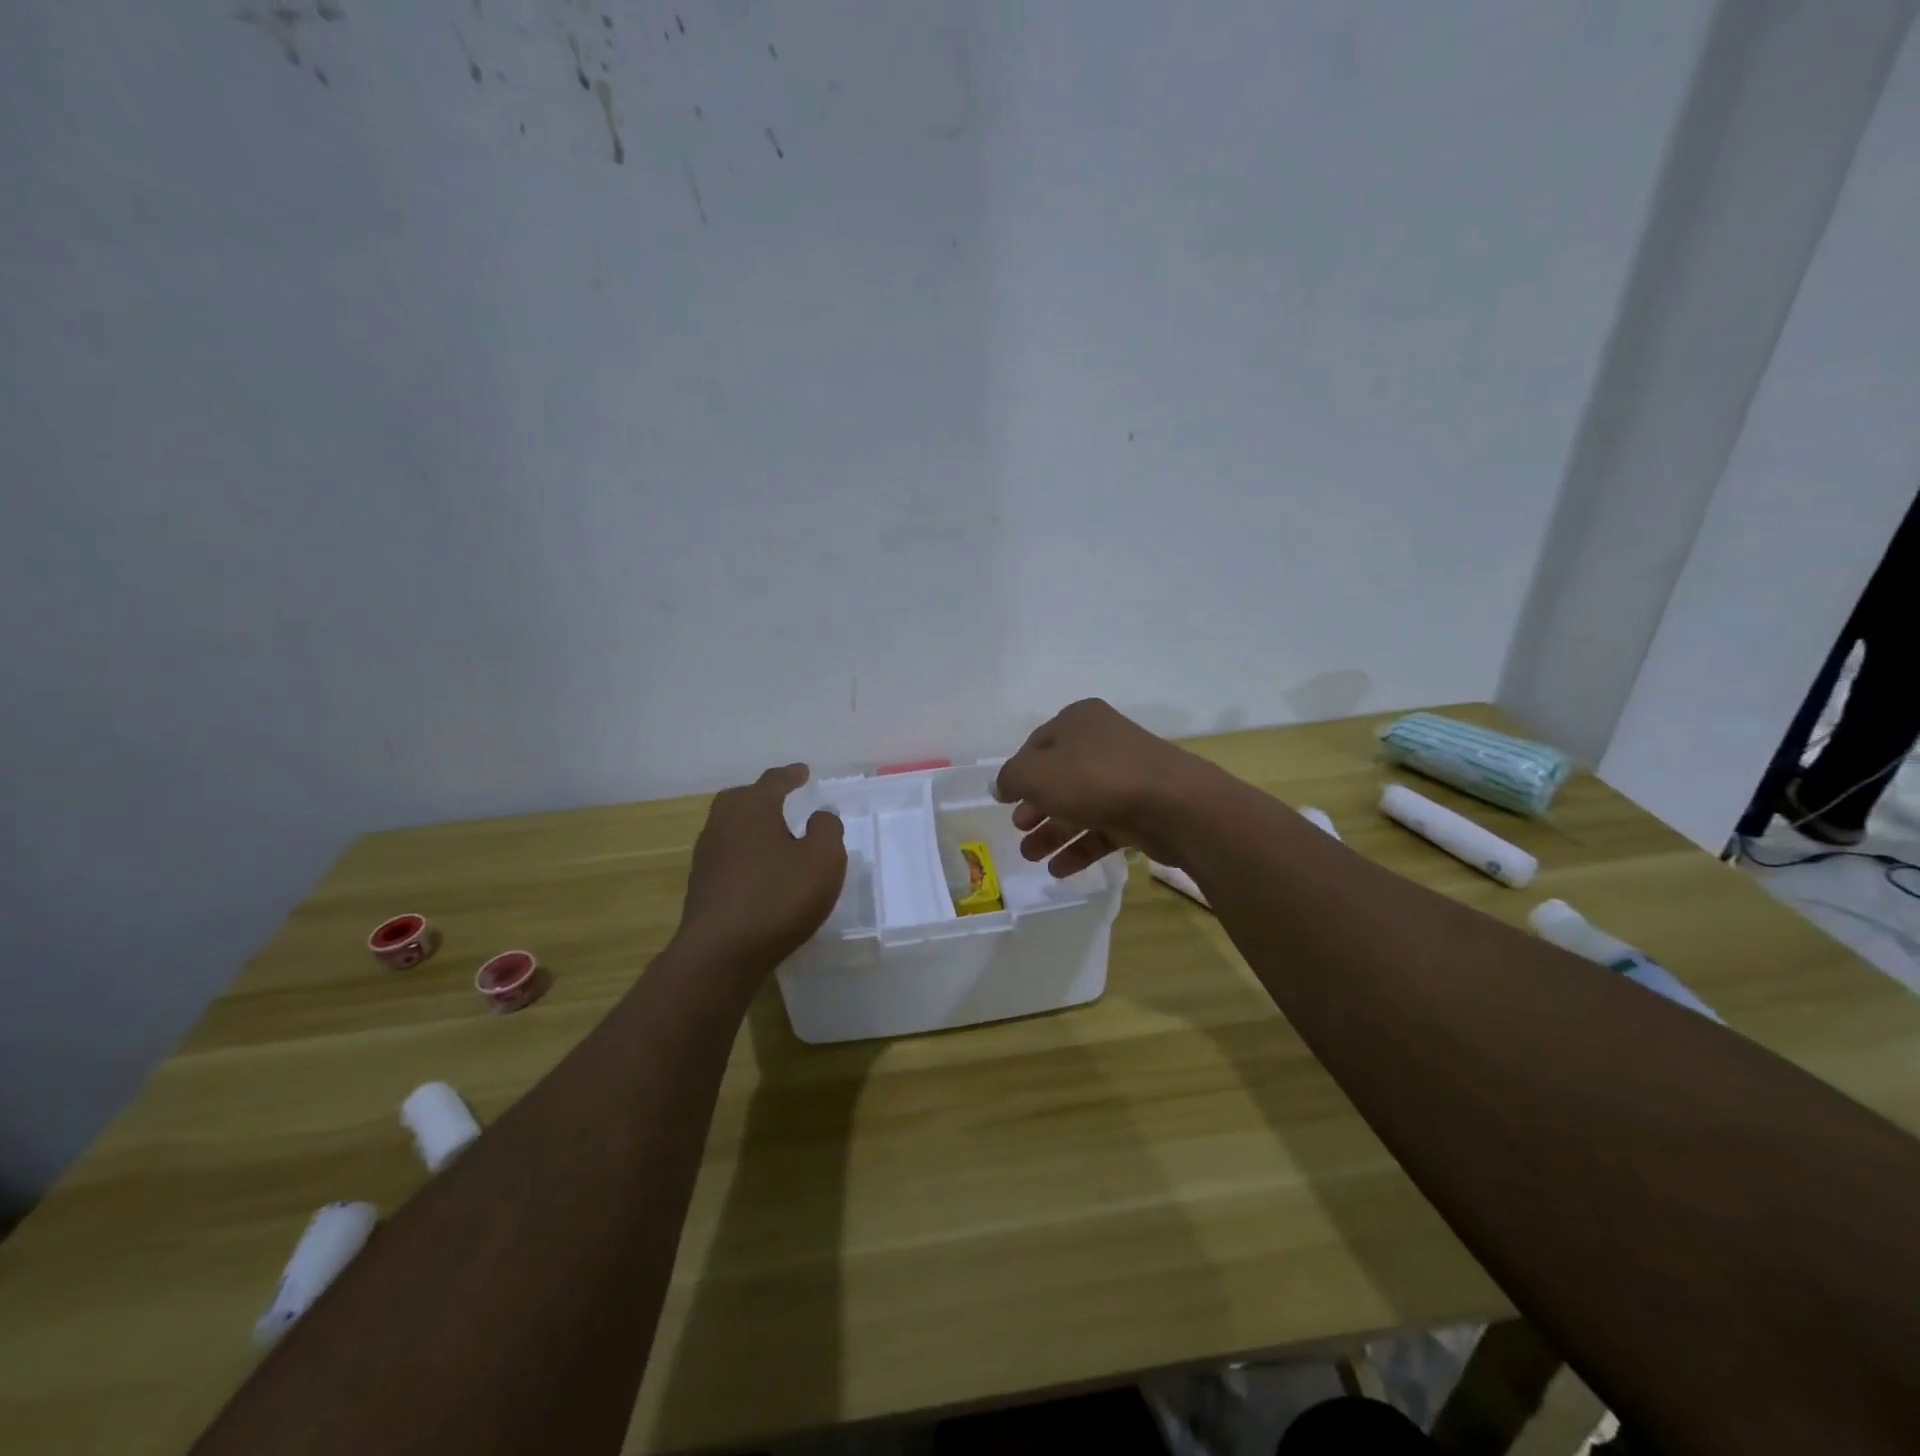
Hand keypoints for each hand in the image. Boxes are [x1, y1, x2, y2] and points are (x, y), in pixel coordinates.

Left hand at [677, 765, 846, 969]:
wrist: (720, 953)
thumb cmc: (778, 898)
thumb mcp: (823, 860)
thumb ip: (827, 830)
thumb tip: (819, 816)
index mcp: (753, 809)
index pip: (773, 781)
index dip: (791, 775)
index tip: (803, 772)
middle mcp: (723, 824)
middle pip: (740, 799)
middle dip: (761, 795)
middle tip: (781, 798)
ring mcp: (707, 856)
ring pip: (729, 826)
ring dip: (750, 824)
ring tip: (772, 834)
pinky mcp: (701, 886)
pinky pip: (725, 854)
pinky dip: (743, 851)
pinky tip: (758, 869)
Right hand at [992, 699, 1218, 875]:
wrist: (1174, 804)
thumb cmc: (1096, 778)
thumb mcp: (1037, 773)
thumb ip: (1011, 778)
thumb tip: (1000, 786)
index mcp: (1078, 722)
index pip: (1036, 745)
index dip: (1018, 773)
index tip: (1004, 800)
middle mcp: (1102, 743)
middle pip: (1059, 777)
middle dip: (1035, 807)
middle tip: (1019, 829)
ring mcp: (1125, 777)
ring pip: (1080, 805)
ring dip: (1053, 832)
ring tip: (1032, 857)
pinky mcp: (1141, 810)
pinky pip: (1103, 828)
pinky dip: (1080, 847)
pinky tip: (1059, 870)